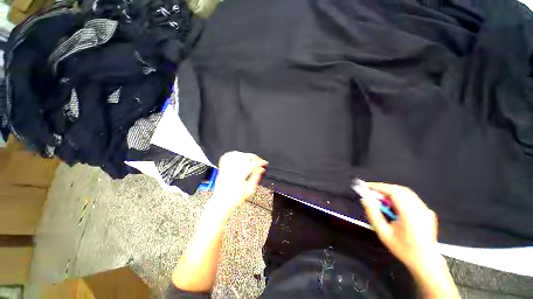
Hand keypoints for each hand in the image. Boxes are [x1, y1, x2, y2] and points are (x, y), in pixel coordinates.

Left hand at [211, 151, 267, 212]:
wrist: (221, 202)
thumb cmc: (234, 198)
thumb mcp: (249, 190)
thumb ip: (255, 178)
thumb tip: (260, 170)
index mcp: (239, 177)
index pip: (252, 165)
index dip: (260, 163)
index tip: (264, 163)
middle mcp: (231, 171)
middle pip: (244, 158)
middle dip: (254, 157)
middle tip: (259, 160)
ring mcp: (226, 169)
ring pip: (235, 156)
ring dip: (244, 155)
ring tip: (250, 158)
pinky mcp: (222, 169)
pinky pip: (226, 157)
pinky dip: (233, 154)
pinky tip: (239, 156)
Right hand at [360, 183, 439, 273]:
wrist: (426, 262)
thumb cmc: (403, 249)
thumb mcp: (383, 233)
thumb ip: (373, 215)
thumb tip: (364, 200)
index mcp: (410, 215)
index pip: (394, 192)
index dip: (379, 187)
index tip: (367, 186)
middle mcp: (420, 209)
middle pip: (400, 190)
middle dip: (384, 188)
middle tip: (372, 192)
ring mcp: (426, 210)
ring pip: (406, 193)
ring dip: (391, 192)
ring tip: (381, 198)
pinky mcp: (428, 211)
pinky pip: (412, 198)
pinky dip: (399, 197)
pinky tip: (394, 205)